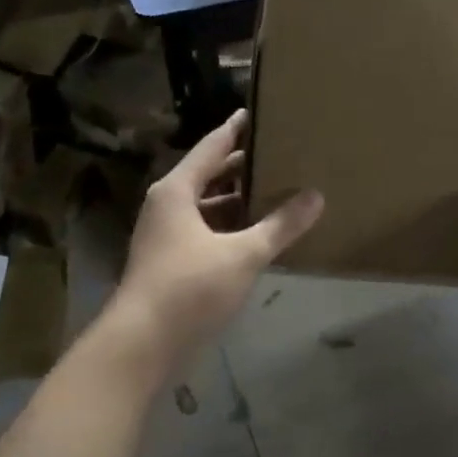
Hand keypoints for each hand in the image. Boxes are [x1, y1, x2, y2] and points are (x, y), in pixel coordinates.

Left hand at [115, 110, 323, 359]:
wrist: (141, 345)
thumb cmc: (189, 288)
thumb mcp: (243, 254)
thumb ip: (281, 225)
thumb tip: (316, 196)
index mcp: (177, 190)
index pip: (213, 145)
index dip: (237, 128)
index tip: (260, 111)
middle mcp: (168, 206)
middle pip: (210, 175)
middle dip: (244, 166)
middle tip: (282, 151)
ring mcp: (168, 236)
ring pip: (209, 206)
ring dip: (240, 200)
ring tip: (280, 190)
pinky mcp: (173, 263)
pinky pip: (208, 232)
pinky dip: (232, 228)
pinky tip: (261, 234)